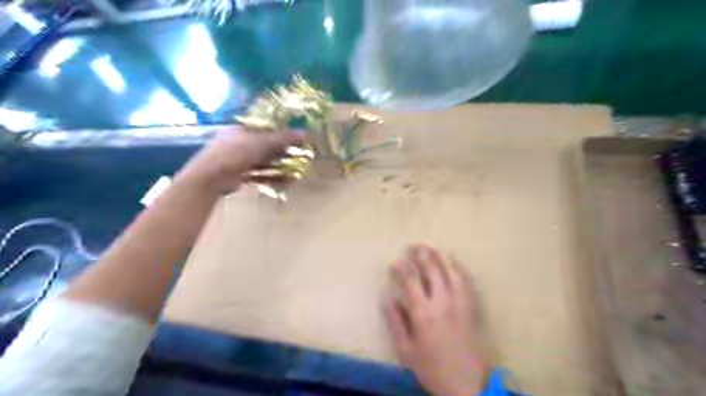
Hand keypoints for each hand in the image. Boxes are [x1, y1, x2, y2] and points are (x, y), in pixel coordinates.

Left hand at [178, 127, 301, 192]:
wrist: (211, 177)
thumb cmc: (236, 151)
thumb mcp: (262, 141)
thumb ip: (283, 138)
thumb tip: (305, 133)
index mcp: (242, 130)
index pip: (266, 129)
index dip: (282, 133)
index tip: (297, 139)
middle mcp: (239, 143)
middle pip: (266, 146)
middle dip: (283, 152)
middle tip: (300, 155)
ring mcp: (238, 161)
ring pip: (264, 162)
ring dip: (280, 166)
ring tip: (297, 170)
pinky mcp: (239, 176)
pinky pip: (260, 175)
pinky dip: (273, 177)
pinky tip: (288, 181)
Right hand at [384, 245, 488, 394]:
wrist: (466, 384)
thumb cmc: (431, 367)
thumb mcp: (405, 349)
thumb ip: (395, 321)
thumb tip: (387, 296)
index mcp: (422, 312)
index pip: (410, 279)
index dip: (401, 267)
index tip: (394, 262)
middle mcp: (441, 301)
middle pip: (431, 269)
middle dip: (421, 254)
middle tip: (413, 246)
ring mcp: (459, 302)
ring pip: (450, 270)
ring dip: (440, 256)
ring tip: (431, 247)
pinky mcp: (471, 307)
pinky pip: (466, 281)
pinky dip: (459, 268)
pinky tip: (454, 262)